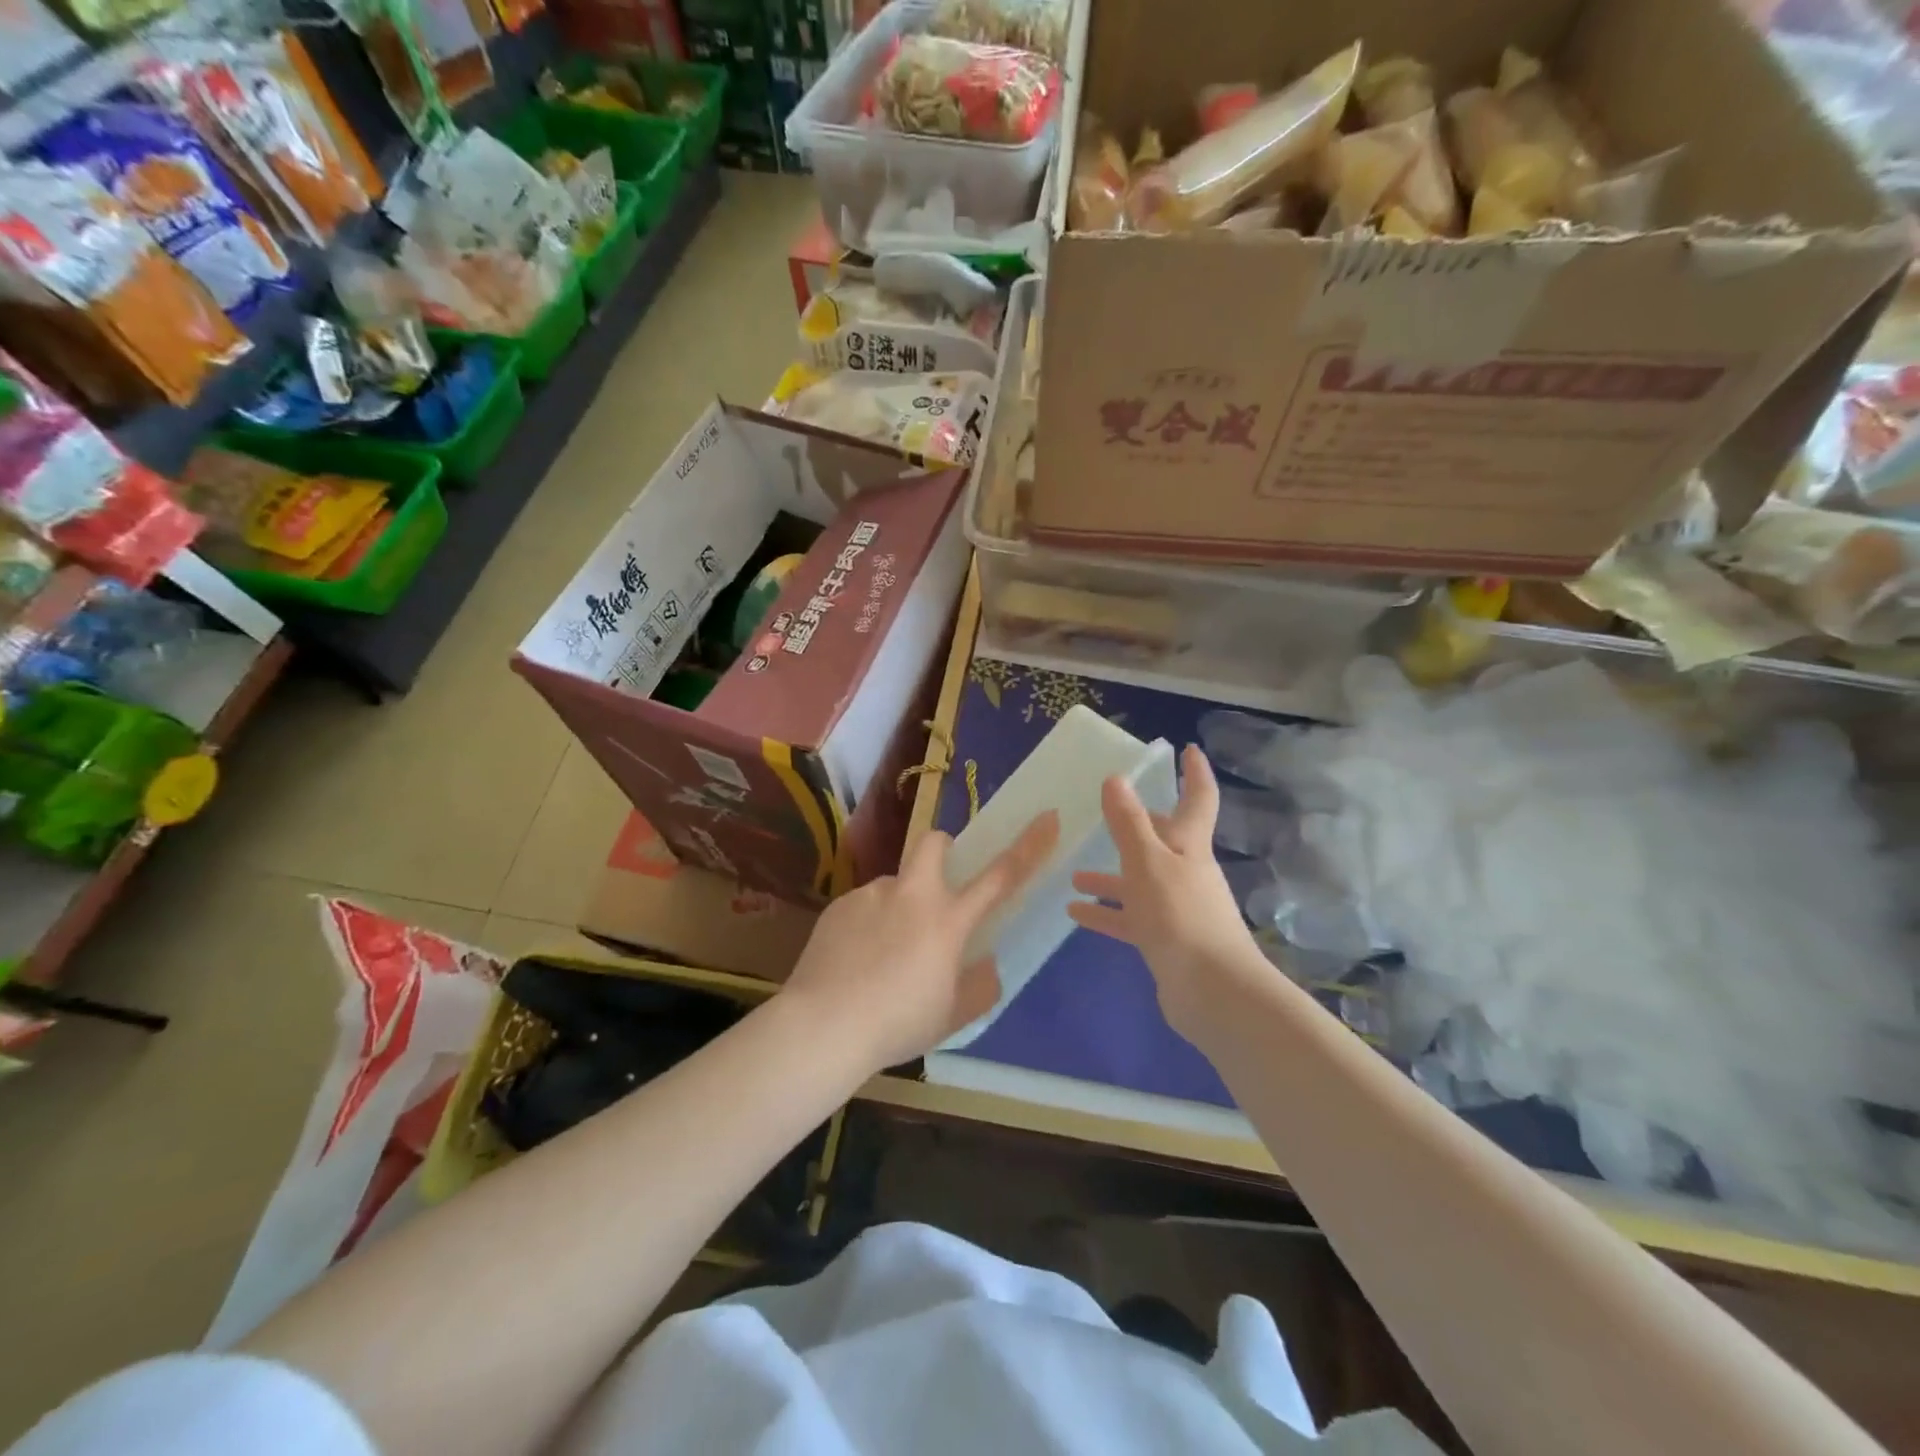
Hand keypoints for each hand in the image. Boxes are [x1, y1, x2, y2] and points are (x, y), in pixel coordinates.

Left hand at [781, 811, 1059, 1070]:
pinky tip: (855, 961)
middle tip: (938, 885)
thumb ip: (979, 987)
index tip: (1047, 816)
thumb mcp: (952, 1016)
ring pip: (894, 885)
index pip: (1000, 875)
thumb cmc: (897, 1023)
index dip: (1029, 845)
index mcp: (948, 920)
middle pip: (933, 842)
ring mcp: (871, 896)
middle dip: (942, 848)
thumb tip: (986, 965)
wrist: (823, 1025)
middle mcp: (911, 895)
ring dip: (898, 905)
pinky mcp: (839, 906)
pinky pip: (863, 906)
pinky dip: (868, 925)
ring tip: (882, 954)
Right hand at [1068, 745, 1265, 1038]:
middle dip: (1137, 828)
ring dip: (1110, 877)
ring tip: (1075, 875)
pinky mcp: (1166, 941)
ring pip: (1139, 882)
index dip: (1194, 773)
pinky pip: (1131, 919)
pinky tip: (1076, 913)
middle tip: (1107, 816)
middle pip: (1163, 841)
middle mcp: (1186, 872)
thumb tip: (1116, 778)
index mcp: (1189, 846)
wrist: (1212, 992)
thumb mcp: (1147, 862)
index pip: (1197, 799)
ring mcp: (1177, 908)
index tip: (1188, 750)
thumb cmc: (1180, 916)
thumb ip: (1129, 822)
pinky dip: (1107, 914)